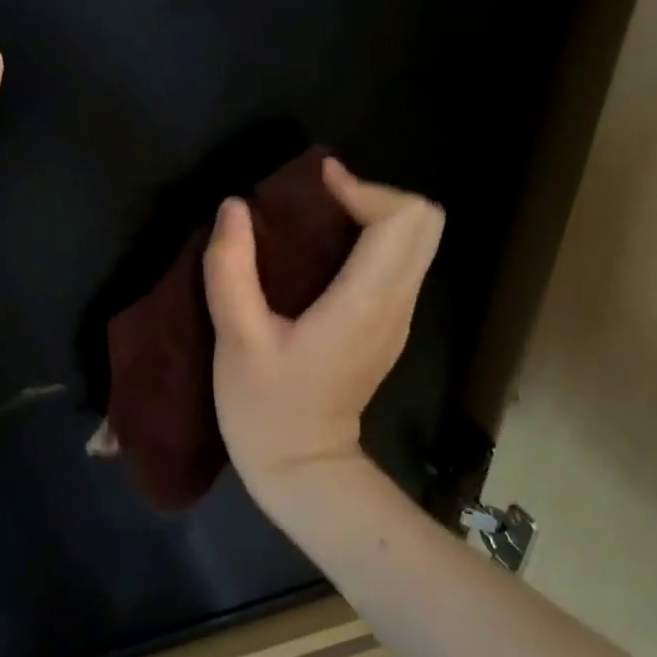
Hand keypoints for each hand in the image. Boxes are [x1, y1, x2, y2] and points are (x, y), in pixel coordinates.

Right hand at [203, 158, 443, 492]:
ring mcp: (398, 319)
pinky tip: (320, 256)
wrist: (302, 470)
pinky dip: (369, 242)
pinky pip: (397, 264)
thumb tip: (234, 208)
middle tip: (318, 200)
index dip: (363, 188)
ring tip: (314, 220)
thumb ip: (231, 269)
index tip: (314, 186)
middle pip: (424, 222)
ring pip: (416, 241)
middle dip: (374, 196)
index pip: (402, 219)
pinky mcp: (387, 328)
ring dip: (372, 216)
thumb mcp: (236, 339)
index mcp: (365, 302)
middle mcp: (396, 304)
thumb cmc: (266, 408)